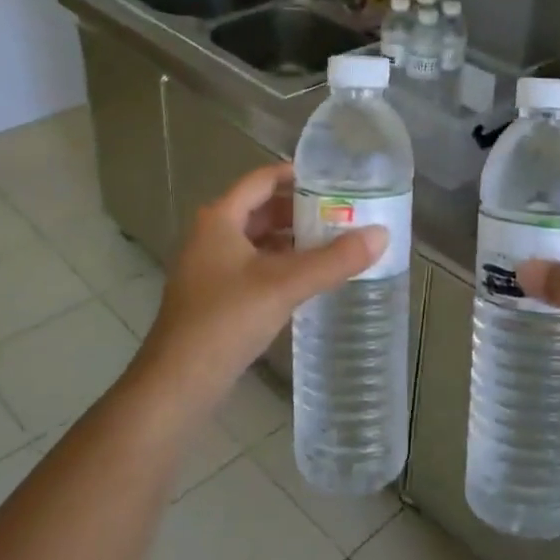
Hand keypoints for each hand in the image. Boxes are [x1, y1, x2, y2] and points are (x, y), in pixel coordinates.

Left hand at [134, 163, 384, 413]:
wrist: (177, 384)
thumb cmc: (225, 321)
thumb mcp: (285, 285)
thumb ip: (334, 260)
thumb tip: (381, 234)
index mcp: (219, 219)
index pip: (262, 179)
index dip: (297, 175)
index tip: (335, 179)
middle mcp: (211, 235)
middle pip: (261, 209)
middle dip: (301, 210)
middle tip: (343, 212)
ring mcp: (210, 267)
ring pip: (259, 240)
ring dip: (293, 239)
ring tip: (335, 243)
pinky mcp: (216, 296)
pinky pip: (255, 267)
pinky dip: (282, 264)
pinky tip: (309, 278)